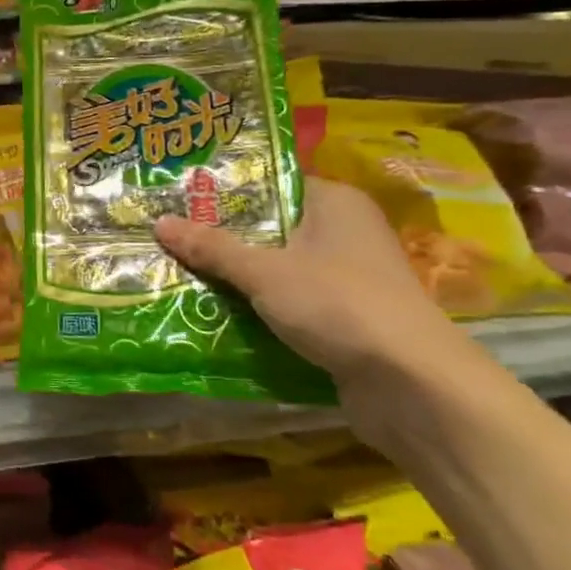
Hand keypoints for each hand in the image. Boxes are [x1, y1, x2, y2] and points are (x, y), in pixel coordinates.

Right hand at [155, 178, 477, 449]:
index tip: (179, 197)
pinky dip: (258, 306)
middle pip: (269, 226)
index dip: (224, 190)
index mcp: (334, 202)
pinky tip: (215, 310)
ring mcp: (348, 277)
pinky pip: (289, 300)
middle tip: (169, 235)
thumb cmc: (338, 304)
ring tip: (180, 271)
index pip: (270, 183)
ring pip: (277, 267)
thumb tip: (158, 223)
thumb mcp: (264, 272)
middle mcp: (344, 232)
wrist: (412, 386)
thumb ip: (211, 248)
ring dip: (237, 275)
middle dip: (221, 236)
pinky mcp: (345, 317)